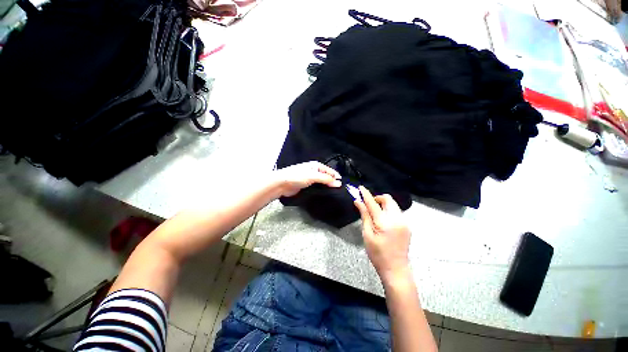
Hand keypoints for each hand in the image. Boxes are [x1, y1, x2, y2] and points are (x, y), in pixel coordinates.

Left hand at [276, 161, 341, 196]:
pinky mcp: (307, 186)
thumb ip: (326, 179)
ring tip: (334, 194)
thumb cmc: (297, 176)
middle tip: (339, 190)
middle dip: (332, 182)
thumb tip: (339, 183)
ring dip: (327, 187)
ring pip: (322, 183)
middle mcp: (314, 171)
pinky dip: (321, 191)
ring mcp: (310, 179)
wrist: (282, 184)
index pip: (329, 170)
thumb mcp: (313, 176)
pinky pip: (317, 188)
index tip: (342, 184)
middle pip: (326, 177)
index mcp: (316, 166)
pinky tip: (325, 195)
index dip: (336, 176)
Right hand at [354, 186, 411, 281]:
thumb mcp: (367, 234)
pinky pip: (397, 212)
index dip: (366, 194)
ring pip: (393, 204)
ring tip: (376, 214)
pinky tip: (384, 221)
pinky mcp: (407, 225)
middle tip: (369, 205)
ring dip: (384, 204)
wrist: (396, 269)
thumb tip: (358, 202)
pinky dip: (389, 210)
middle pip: (388, 199)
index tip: (361, 187)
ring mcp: (404, 222)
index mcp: (384, 222)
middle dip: (378, 198)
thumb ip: (364, 216)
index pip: (373, 203)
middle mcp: (397, 218)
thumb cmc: (377, 253)